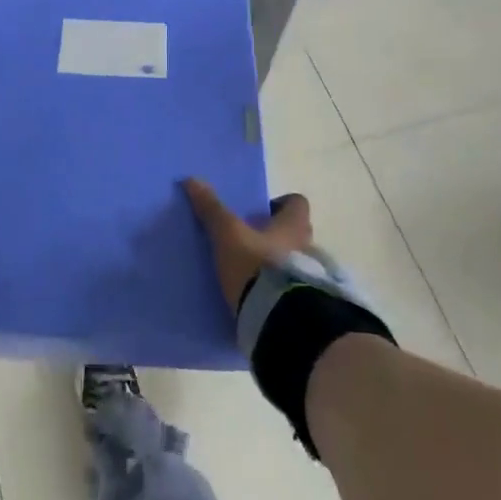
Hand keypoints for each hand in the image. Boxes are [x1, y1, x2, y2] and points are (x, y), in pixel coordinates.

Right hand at [182, 177, 313, 316]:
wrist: (277, 320)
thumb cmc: (256, 266)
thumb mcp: (228, 235)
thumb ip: (212, 209)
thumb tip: (192, 179)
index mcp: (294, 226)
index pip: (298, 203)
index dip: (280, 203)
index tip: (257, 212)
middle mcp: (308, 247)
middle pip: (296, 232)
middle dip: (275, 234)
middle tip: (249, 239)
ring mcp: (309, 278)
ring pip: (294, 260)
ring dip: (277, 261)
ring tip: (250, 269)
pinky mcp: (303, 303)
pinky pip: (291, 286)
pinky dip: (277, 286)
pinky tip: (256, 293)